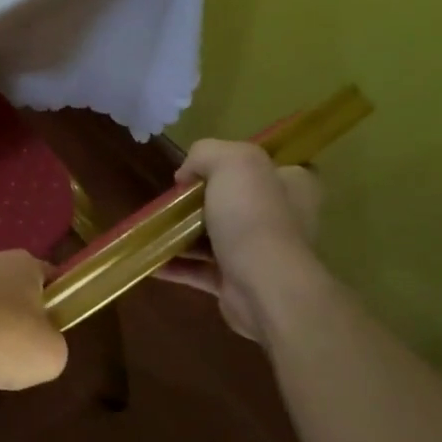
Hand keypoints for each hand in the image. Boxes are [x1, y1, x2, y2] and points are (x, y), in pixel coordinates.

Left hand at [0, 248, 67, 391]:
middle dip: (5, 306)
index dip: (51, 299)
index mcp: (21, 265)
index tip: (48, 327)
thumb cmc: (0, 339)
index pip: (45, 274)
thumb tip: (41, 344)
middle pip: (2, 280)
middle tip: (7, 343)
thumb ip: (52, 345)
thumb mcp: (49, 356)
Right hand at [158, 139, 322, 342]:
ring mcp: (259, 252)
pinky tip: (149, 259)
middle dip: (199, 199)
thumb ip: (206, 153)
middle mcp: (282, 217)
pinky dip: (175, 264)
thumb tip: (186, 176)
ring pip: (214, 235)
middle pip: (234, 199)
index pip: (268, 165)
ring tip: (151, 226)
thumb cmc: (254, 217)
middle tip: (172, 197)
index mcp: (292, 185)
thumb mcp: (232, 161)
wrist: (264, 288)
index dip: (235, 162)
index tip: (203, 166)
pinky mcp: (237, 282)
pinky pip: (200, 269)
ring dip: (182, 233)